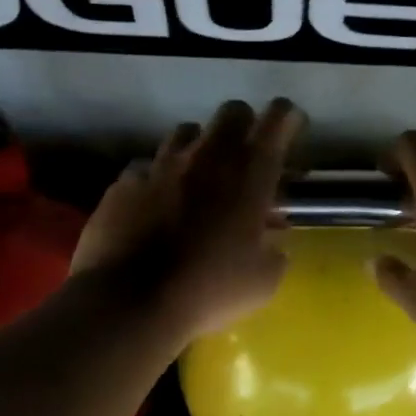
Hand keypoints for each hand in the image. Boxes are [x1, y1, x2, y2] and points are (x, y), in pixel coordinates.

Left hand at [72, 99, 303, 346]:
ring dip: (200, 148)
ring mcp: (161, 165)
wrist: (130, 303)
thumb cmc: (210, 290)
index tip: (291, 128)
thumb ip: (274, 250)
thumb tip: (271, 238)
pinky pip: (148, 168)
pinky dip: (159, 180)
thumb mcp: (264, 280)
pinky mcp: (125, 183)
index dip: (288, 118)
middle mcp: (207, 157)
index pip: (278, 120)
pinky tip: (158, 206)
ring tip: (200, 177)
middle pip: (232, 112)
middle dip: (245, 126)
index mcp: (250, 175)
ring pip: (186, 132)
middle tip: (247, 156)